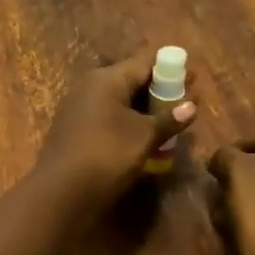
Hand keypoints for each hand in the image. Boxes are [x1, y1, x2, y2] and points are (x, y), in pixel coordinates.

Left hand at [35, 50, 196, 210]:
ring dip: (145, 110)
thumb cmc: (107, 154)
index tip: (194, 78)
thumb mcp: (144, 136)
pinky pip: (108, 118)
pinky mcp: (75, 130)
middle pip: (131, 80)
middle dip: (160, 90)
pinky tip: (144, 137)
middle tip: (187, 102)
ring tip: (171, 121)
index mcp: (106, 79)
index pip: (144, 63)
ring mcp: (79, 109)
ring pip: (120, 101)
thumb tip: (192, 105)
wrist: (61, 191)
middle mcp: (90, 87)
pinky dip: (128, 123)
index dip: (171, 69)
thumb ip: (169, 119)